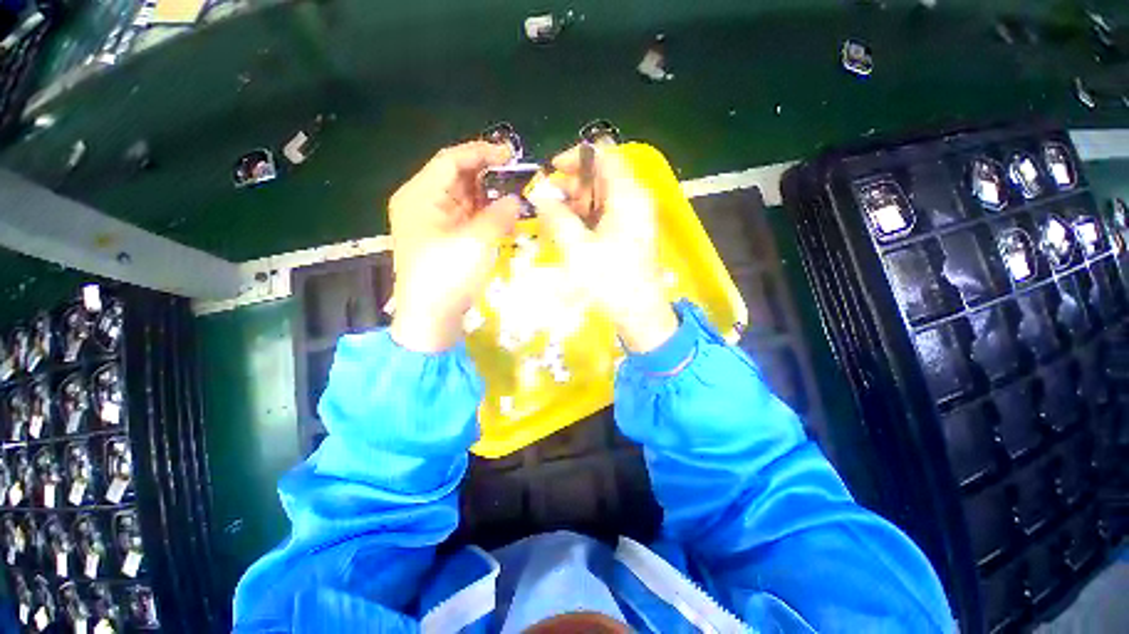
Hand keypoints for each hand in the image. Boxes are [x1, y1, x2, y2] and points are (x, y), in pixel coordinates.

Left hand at [389, 141, 520, 352]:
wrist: (430, 318)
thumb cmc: (446, 277)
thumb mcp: (475, 243)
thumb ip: (498, 216)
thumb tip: (515, 200)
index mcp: (419, 196)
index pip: (451, 161)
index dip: (481, 153)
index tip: (510, 155)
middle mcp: (423, 204)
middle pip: (457, 178)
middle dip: (487, 177)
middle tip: (517, 179)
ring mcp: (433, 223)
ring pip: (465, 199)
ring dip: (489, 199)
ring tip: (515, 201)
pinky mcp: (444, 240)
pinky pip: (467, 219)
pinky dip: (486, 217)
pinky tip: (504, 221)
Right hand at [527, 145, 677, 352]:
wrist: (639, 313)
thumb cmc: (610, 280)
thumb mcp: (577, 247)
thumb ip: (556, 216)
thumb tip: (539, 194)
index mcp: (628, 195)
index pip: (603, 154)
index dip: (575, 157)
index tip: (551, 172)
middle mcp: (635, 199)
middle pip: (601, 175)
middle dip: (571, 185)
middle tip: (547, 204)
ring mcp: (635, 217)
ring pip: (601, 196)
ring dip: (576, 203)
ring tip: (553, 221)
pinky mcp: (630, 232)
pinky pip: (605, 214)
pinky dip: (586, 218)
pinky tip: (569, 232)